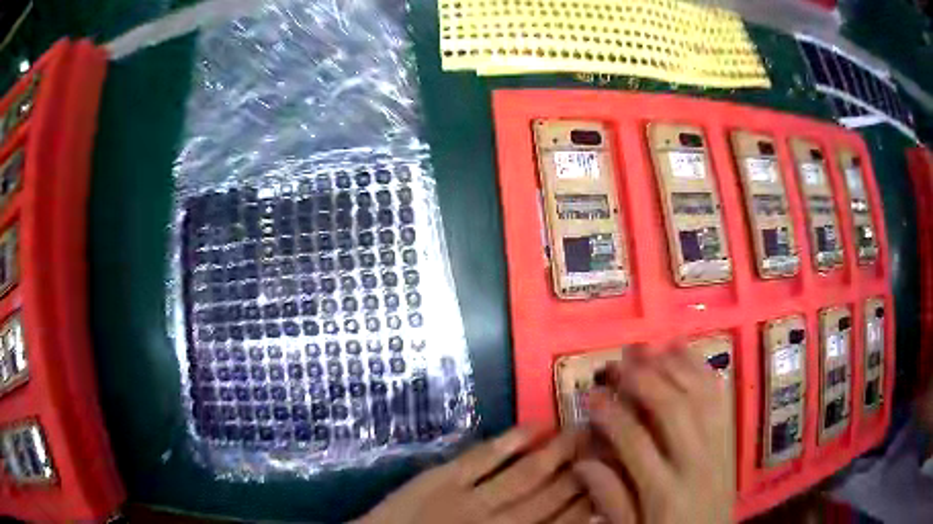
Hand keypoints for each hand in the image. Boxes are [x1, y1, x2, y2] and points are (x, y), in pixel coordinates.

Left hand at [357, 428, 591, 523]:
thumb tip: (573, 520)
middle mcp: (501, 522)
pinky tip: (534, 426)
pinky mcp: (441, 479)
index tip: (614, 473)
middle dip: (584, 469)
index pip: (564, 521)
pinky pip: (483, 457)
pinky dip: (510, 440)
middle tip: (611, 442)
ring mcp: (470, 498)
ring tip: (584, 430)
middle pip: (553, 494)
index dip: (592, 496)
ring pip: (526, 473)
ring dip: (557, 452)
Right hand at [574, 346, 734, 523]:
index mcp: (664, 492)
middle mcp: (695, 463)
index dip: (611, 415)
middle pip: (673, 409)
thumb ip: (610, 498)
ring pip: (701, 396)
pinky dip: (704, 373)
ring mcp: (718, 448)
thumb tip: (583, 461)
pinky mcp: (730, 441)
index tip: (591, 396)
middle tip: (619, 362)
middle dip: (645, 379)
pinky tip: (689, 357)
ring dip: (676, 367)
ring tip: (652, 350)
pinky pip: (721, 400)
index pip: (635, 442)